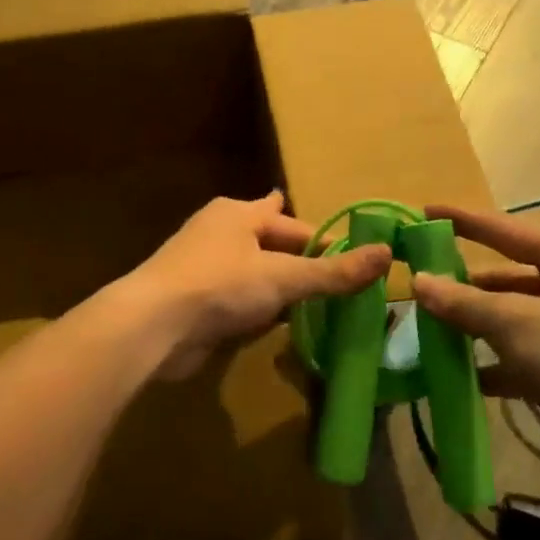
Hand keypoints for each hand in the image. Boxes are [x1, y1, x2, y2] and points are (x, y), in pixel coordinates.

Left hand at [119, 193, 391, 381]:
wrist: (152, 326)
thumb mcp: (283, 277)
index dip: (324, 240)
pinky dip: (259, 311)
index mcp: (238, 213)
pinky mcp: (196, 301)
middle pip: (272, 246)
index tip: (354, 259)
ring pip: (255, 275)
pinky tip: (278, 326)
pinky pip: (238, 301)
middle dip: (301, 263)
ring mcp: (204, 268)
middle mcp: (220, 233)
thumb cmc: (219, 286)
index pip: (293, 223)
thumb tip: (387, 253)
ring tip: (317, 306)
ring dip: (280, 290)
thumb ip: (333, 271)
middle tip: (340, 285)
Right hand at [410, 205, 539, 487]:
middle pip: (503, 276)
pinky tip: (452, 375)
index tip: (422, 212)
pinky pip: (519, 357)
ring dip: (471, 327)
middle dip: (460, 284)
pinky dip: (489, 365)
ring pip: (508, 319)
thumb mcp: (521, 325)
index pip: (502, 229)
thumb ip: (466, 304)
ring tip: (422, 330)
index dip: (461, 220)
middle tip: (411, 285)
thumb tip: (419, 282)